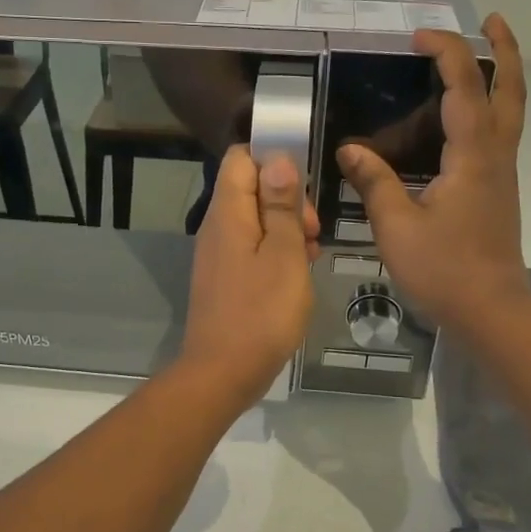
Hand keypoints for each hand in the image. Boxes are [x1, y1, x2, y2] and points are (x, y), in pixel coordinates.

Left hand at [178, 147, 320, 403]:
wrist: (223, 373)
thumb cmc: (261, 312)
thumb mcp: (285, 254)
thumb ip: (281, 206)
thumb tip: (278, 159)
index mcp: (228, 212)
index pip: (241, 157)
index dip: (274, 158)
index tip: (306, 182)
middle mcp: (216, 227)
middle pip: (251, 188)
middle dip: (287, 198)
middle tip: (314, 230)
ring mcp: (217, 254)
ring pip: (255, 220)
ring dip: (286, 228)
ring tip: (312, 255)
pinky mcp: (223, 277)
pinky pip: (251, 248)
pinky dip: (276, 252)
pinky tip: (297, 275)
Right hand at [338, 14, 529, 337]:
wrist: (491, 310)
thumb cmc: (444, 270)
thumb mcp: (396, 227)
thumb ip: (374, 182)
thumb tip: (349, 150)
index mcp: (472, 156)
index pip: (465, 87)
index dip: (447, 54)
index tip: (419, 37)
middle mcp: (496, 155)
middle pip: (511, 89)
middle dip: (505, 50)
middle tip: (492, 20)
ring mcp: (502, 173)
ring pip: (511, 110)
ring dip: (502, 75)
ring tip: (480, 54)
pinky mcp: (498, 190)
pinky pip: (500, 132)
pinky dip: (489, 106)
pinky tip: (462, 116)